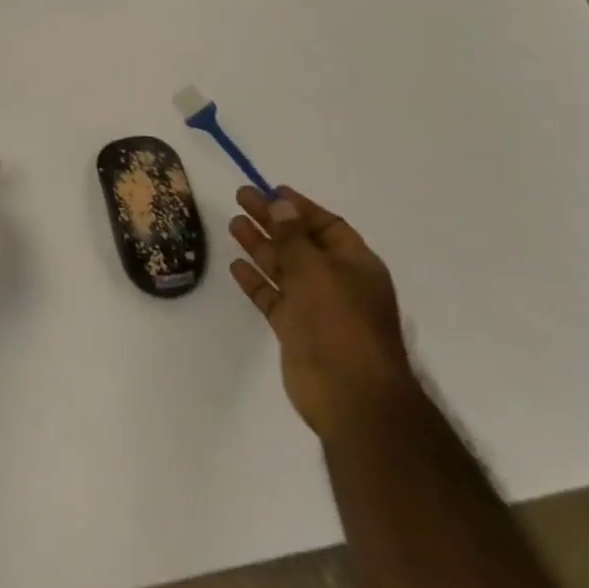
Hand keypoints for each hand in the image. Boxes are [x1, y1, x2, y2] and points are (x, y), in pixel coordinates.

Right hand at [228, 186, 417, 443]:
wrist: (351, 397)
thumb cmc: (339, 323)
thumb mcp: (315, 270)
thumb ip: (293, 236)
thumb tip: (281, 202)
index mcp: (355, 264)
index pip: (326, 225)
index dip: (299, 207)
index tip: (270, 190)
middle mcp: (336, 282)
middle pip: (300, 242)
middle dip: (272, 220)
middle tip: (241, 198)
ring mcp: (315, 307)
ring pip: (284, 268)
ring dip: (260, 246)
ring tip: (233, 224)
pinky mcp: (296, 330)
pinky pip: (273, 297)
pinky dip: (256, 281)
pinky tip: (236, 266)